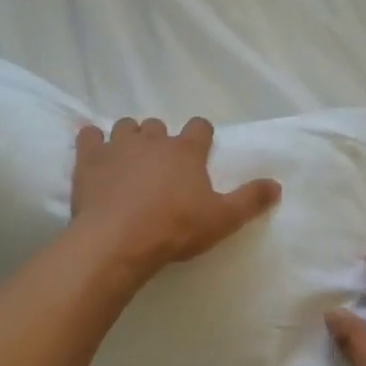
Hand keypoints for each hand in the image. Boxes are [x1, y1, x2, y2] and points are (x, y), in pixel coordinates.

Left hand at [71, 117, 280, 282]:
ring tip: (130, 160)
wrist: (118, 240)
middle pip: (158, 125)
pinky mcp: (89, 159)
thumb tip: (276, 184)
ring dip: (130, 137)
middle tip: (162, 165)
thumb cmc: (175, 229)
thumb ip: (250, 200)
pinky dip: (92, 140)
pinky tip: (95, 152)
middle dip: (161, 139)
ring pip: (126, 126)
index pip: (199, 127)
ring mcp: (118, 146)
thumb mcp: (222, 219)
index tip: (200, 151)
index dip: (201, 136)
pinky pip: (88, 136)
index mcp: (186, 150)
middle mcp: (152, 140)